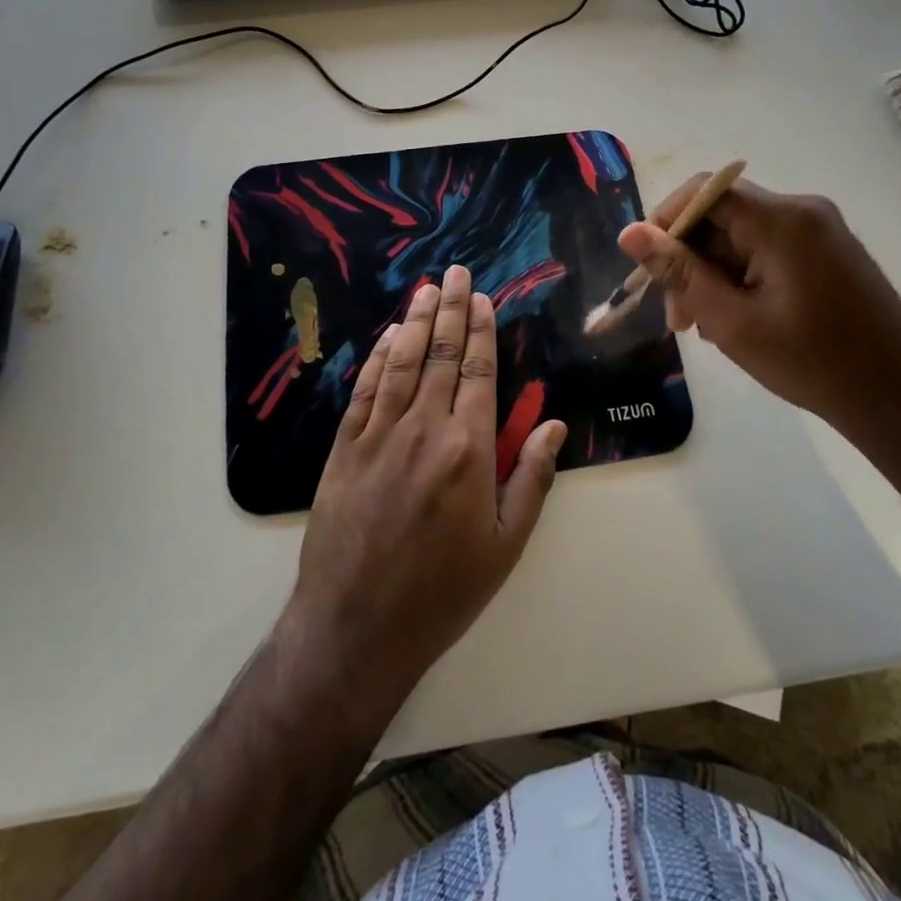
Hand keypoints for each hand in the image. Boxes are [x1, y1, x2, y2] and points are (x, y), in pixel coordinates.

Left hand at [287, 265, 567, 707]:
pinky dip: (376, 358)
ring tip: (425, 289)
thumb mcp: (506, 545)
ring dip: (414, 322)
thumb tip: (556, 423)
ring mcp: (378, 436)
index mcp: (468, 449)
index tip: (483, 298)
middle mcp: (423, 429)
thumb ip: (533, 478)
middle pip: (439, 354)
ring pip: (400, 363)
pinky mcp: (344, 450)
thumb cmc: (443, 592)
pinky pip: (363, 391)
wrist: (357, 628)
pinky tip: (385, 337)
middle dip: (450, 309)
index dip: (481, 330)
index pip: (477, 371)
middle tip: (455, 272)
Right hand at [619, 176, 900, 445]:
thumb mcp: (732, 321)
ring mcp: (822, 231)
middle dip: (690, 260)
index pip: (705, 192)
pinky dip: (743, 277)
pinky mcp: (830, 253)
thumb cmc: (811, 363)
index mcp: (782, 220)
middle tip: (678, 318)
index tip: (647, 267)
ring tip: (704, 327)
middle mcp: (804, 211)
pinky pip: (769, 250)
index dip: (666, 221)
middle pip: (723, 216)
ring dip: (714, 275)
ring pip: (744, 237)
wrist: (900, 399)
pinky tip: (736, 319)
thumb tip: (630, 233)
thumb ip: (679, 273)